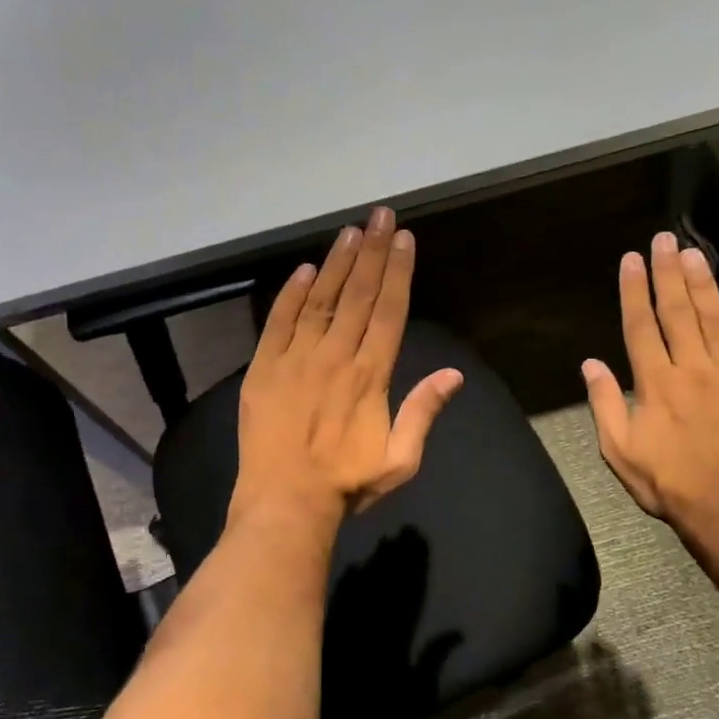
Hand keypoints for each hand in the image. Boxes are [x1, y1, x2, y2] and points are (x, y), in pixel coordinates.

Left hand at [234, 207, 463, 527]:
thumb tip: (454, 374)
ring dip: (337, 263)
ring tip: (351, 231)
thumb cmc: (346, 484)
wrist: (285, 503)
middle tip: (381, 216)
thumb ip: (424, 412)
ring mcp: (296, 359)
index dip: (399, 272)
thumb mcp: (400, 459)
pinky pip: (279, 321)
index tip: (405, 239)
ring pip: (320, 299)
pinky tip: (304, 269)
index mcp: (370, 375)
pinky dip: (291, 294)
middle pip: (359, 294)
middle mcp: (335, 356)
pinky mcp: (264, 368)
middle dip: (373, 252)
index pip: (389, 311)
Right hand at [582, 232, 718, 548]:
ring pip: (716, 317)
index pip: (641, 325)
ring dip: (704, 282)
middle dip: (669, 272)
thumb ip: (605, 404)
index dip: (635, 290)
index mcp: (656, 383)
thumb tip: (591, 364)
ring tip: (693, 253)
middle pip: (679, 311)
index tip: (632, 260)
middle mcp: (694, 368)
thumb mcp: (620, 451)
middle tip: (664, 240)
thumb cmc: (670, 482)